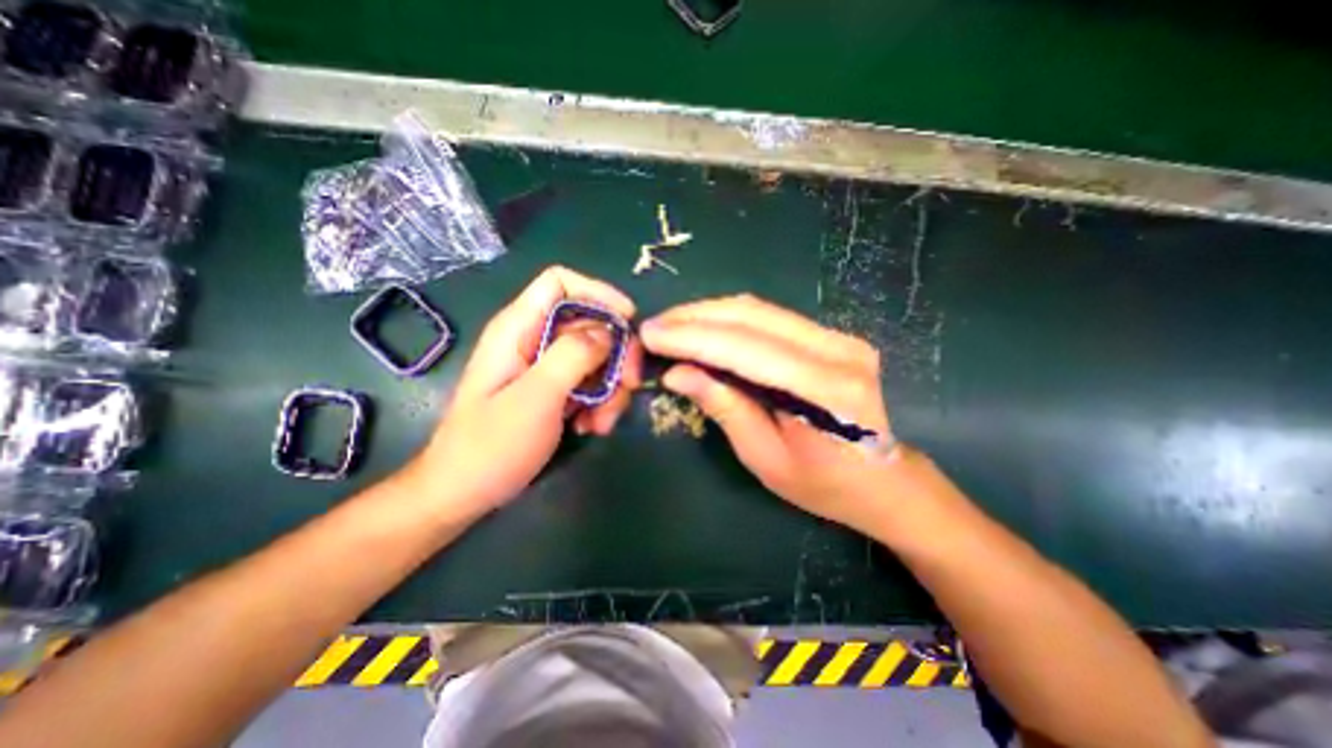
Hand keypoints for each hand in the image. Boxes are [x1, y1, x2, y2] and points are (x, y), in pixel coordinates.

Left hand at [401, 265, 638, 519]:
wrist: (464, 494)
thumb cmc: (491, 446)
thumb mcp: (535, 397)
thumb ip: (572, 356)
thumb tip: (609, 330)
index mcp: (518, 329)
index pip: (561, 282)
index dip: (598, 293)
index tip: (628, 321)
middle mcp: (533, 340)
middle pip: (589, 323)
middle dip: (615, 353)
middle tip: (628, 384)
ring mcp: (545, 367)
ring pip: (596, 357)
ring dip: (610, 387)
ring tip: (602, 422)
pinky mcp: (554, 390)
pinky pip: (590, 383)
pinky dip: (601, 403)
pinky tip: (592, 427)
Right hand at [636, 296, 887, 529]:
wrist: (882, 480)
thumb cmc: (824, 484)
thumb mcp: (765, 457)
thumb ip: (724, 407)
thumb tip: (676, 373)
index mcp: (825, 388)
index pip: (745, 347)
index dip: (692, 337)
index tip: (649, 334)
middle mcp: (837, 349)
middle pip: (751, 317)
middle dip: (694, 317)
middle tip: (654, 327)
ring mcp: (838, 336)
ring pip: (758, 309)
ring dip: (708, 313)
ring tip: (671, 325)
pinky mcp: (831, 335)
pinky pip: (769, 317)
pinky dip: (730, 319)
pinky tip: (704, 327)